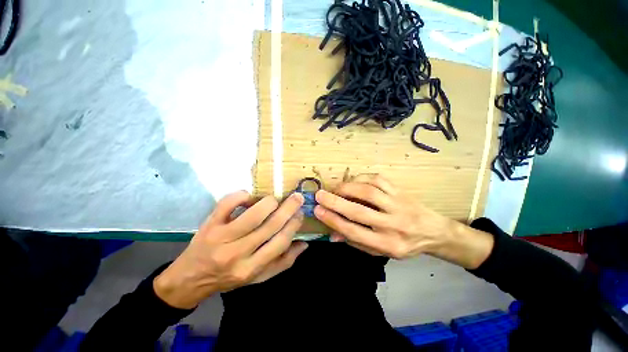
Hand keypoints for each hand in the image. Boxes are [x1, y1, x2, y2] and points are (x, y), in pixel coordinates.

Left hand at [154, 191, 307, 308]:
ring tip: (276, 199)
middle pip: (271, 225)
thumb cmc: (228, 278)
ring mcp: (221, 237)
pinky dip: (243, 195)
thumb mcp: (258, 278)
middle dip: (289, 208)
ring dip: (270, 202)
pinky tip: (250, 197)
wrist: (190, 278)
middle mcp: (237, 253)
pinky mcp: (209, 223)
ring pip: (254, 213)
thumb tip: (304, 244)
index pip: (280, 242)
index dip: (294, 224)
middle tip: (297, 197)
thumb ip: (283, 262)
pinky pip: (228, 203)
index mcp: (251, 268)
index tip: (300, 213)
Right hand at [314, 174, 492, 267]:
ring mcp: (398, 204)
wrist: (433, 232)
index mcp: (388, 244)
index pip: (354, 231)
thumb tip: (332, 233)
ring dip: (347, 188)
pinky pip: (377, 179)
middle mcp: (393, 224)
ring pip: (368, 191)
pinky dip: (361, 178)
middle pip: (359, 210)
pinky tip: (353, 182)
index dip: (333, 220)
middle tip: (319, 195)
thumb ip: (355, 241)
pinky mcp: (400, 191)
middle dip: (335, 201)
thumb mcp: (379, 251)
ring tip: (335, 189)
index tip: (317, 210)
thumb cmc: (402, 244)